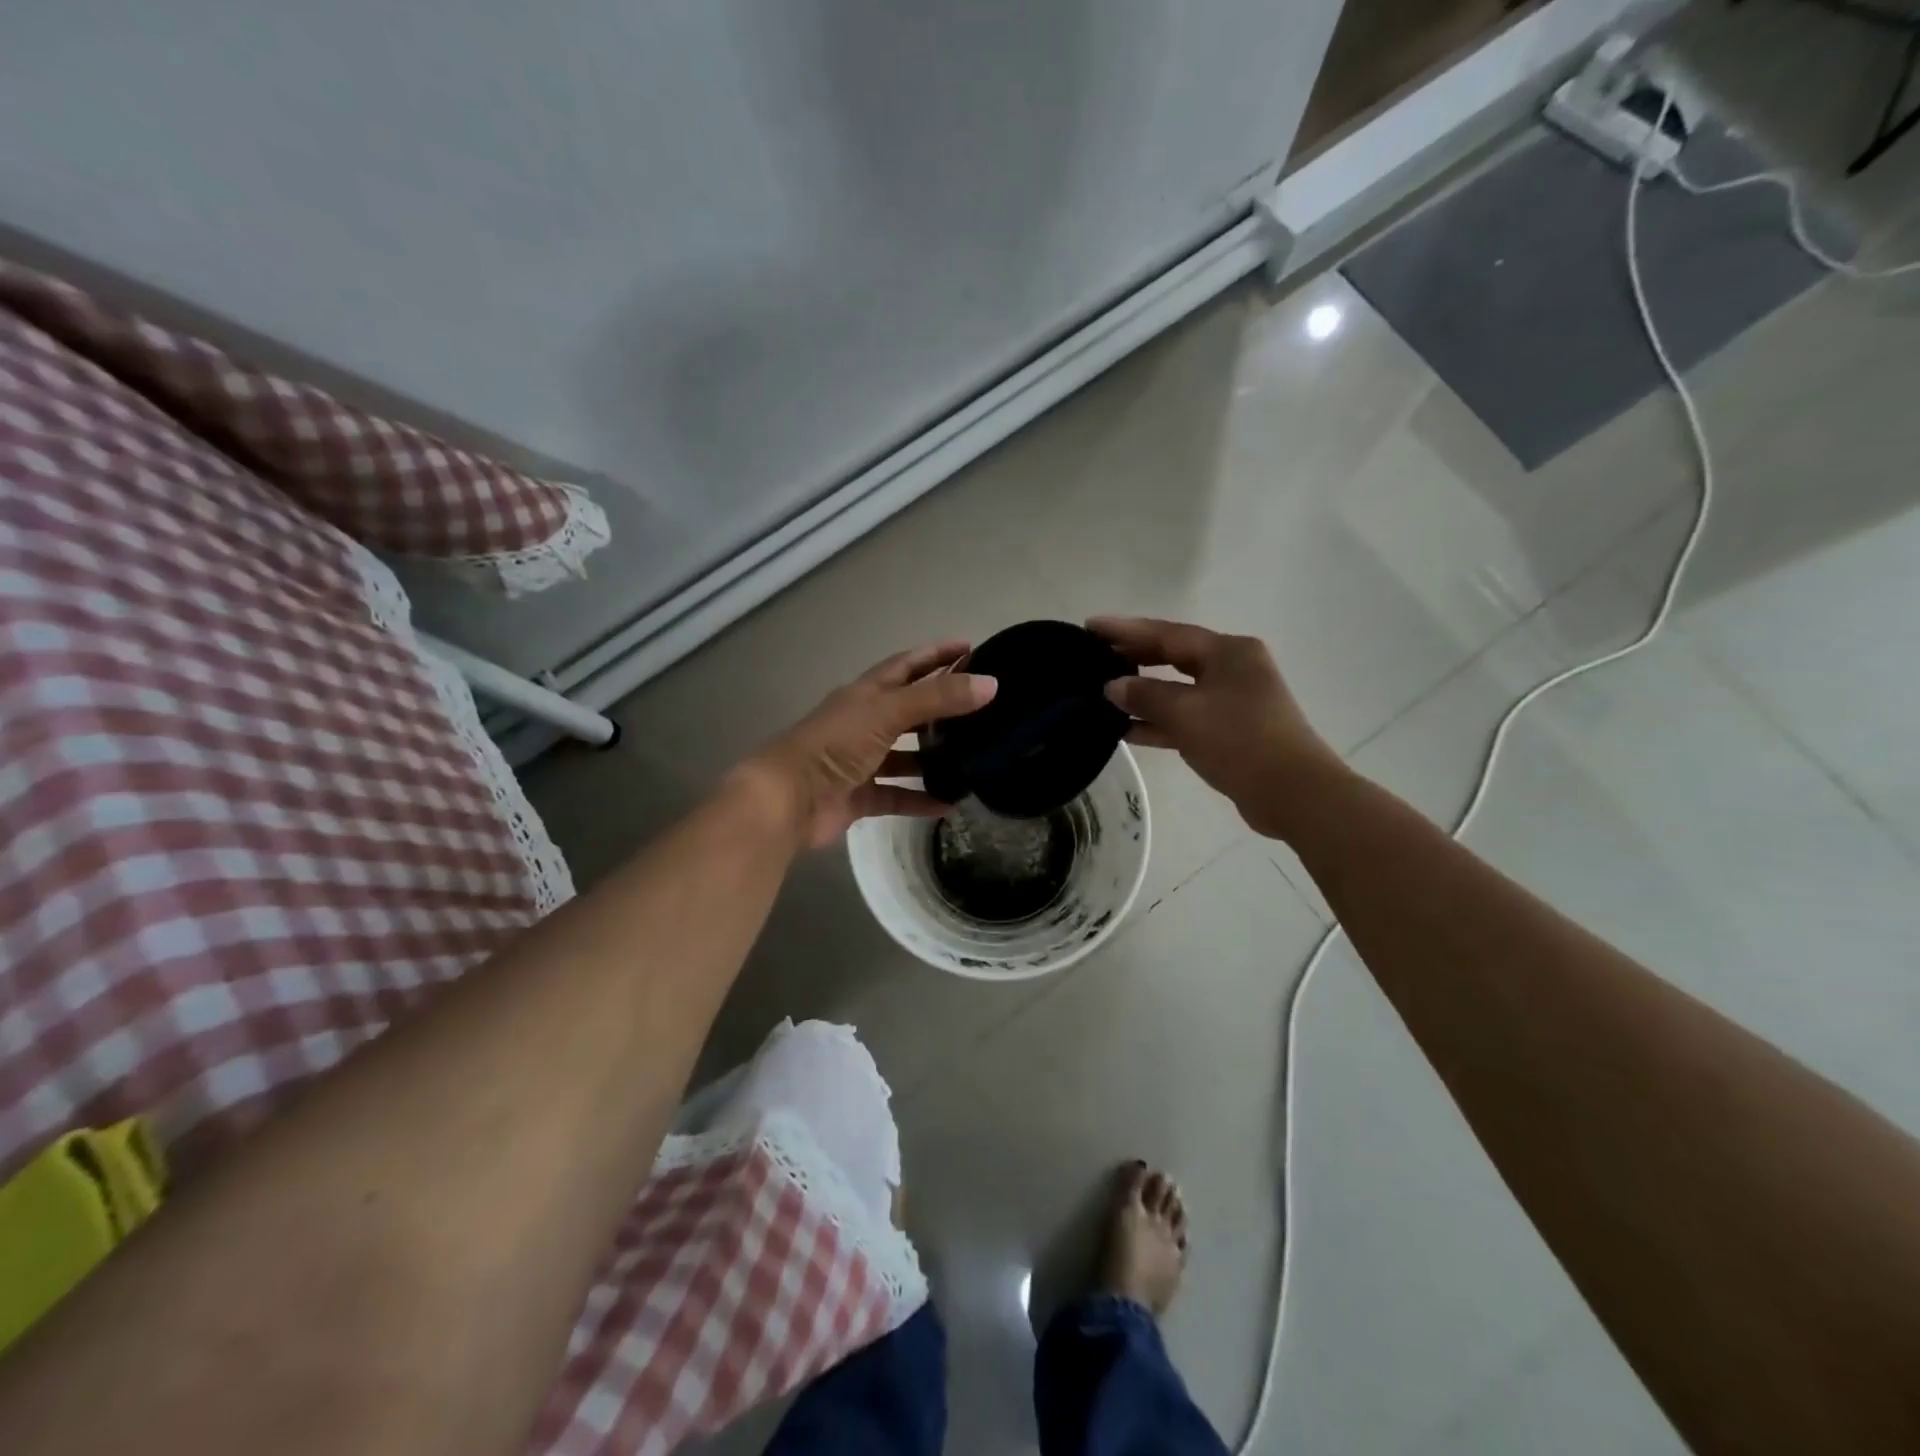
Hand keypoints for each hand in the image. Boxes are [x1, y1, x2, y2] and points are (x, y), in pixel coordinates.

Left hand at [739, 641, 997, 849]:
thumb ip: (938, 698)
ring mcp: (861, 761)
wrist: (787, 800)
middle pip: (909, 710)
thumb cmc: (835, 744)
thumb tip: (991, 684)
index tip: (971, 647)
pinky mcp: (859, 796)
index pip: (907, 665)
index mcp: (866, 694)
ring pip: (905, 755)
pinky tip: (949, 803)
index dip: (936, 654)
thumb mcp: (888, 712)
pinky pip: (897, 795)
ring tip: (973, 758)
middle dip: (941, 707)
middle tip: (982, 708)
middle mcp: (864, 723)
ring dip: (934, 757)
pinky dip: (920, 798)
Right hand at [1089, 616, 1344, 840]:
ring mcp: (1232, 701)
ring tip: (1100, 693)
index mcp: (1228, 651)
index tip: (1090, 626)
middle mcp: (1232, 669)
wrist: (1292, 793)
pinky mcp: (1228, 732)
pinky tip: (1124, 730)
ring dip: (1142, 694)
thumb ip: (1145, 695)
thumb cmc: (1240, 740)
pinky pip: (1184, 718)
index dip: (1125, 630)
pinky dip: (1157, 722)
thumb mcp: (1187, 713)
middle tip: (1092, 656)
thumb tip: (1113, 686)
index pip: (1167, 633)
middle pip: (1173, 657)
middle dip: (1133, 657)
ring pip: (1177, 689)